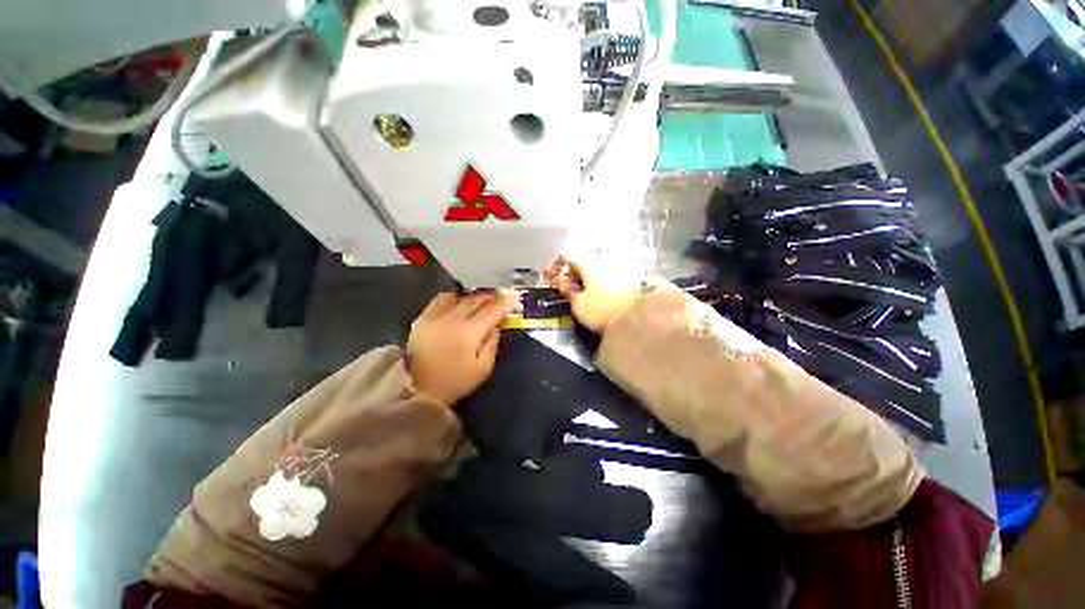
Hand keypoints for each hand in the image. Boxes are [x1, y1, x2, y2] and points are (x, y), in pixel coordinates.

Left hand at [407, 291, 520, 406]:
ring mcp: (436, 316)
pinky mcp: (423, 318)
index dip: (507, 304)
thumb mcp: (483, 368)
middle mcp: (453, 318)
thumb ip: (493, 344)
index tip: (515, 302)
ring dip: (475, 296)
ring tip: (482, 300)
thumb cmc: (455, 381)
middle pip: (477, 299)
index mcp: (470, 332)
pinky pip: (441, 299)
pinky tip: (459, 301)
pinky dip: (454, 297)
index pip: (493, 310)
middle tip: (501, 299)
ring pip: (460, 296)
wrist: (419, 389)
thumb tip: (496, 326)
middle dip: (492, 297)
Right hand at [546, 254, 642, 333]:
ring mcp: (616, 268)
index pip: (566, 255)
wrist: (637, 319)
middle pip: (580, 261)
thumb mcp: (579, 305)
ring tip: (580, 295)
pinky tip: (596, 296)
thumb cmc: (602, 311)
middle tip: (566, 290)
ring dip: (583, 278)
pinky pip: (604, 274)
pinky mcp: (626, 278)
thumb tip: (564, 284)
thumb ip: (569, 292)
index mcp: (588, 263)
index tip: (553, 279)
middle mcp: (602, 260)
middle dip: (570, 273)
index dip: (555, 265)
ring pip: (593, 268)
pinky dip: (596, 281)